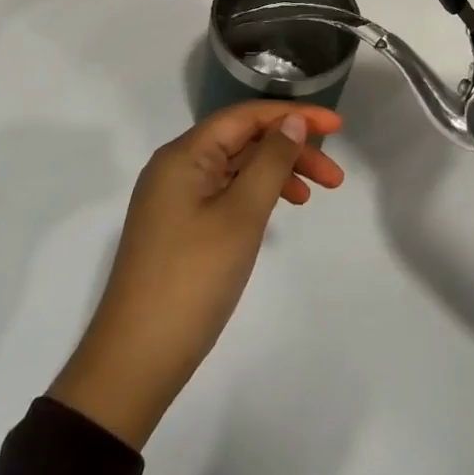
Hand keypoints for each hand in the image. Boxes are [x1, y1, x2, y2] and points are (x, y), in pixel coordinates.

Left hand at [47, 103, 344, 448]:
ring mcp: (175, 198)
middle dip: (291, 150)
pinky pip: (225, 193)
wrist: (136, 359)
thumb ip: (271, 161)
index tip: (337, 127)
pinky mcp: (178, 226)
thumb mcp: (241, 215)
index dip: (294, 115)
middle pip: (243, 140)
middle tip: (335, 178)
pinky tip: (278, 212)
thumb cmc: (193, 278)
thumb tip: (292, 121)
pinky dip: (256, 196)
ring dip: (277, 174)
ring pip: (236, 168)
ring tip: (314, 196)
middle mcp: (176, 167)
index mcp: (184, 154)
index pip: (246, 116)